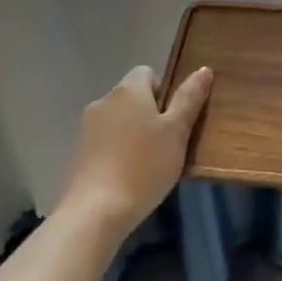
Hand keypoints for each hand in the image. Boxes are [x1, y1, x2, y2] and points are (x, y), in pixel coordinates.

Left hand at [60, 65, 213, 236]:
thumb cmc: (144, 166)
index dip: (164, 91)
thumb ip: (189, 99)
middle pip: (132, 97)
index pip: (147, 73)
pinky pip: (104, 142)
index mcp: (129, 89)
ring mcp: (86, 128)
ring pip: (118, 121)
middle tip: (167, 144)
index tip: (174, 119)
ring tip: (148, 164)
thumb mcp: (177, 132)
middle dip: (149, 114)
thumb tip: (204, 69)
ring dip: (132, 134)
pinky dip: (116, 152)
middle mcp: (104, 100)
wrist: (95, 212)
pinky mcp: (77, 154)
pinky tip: (127, 177)